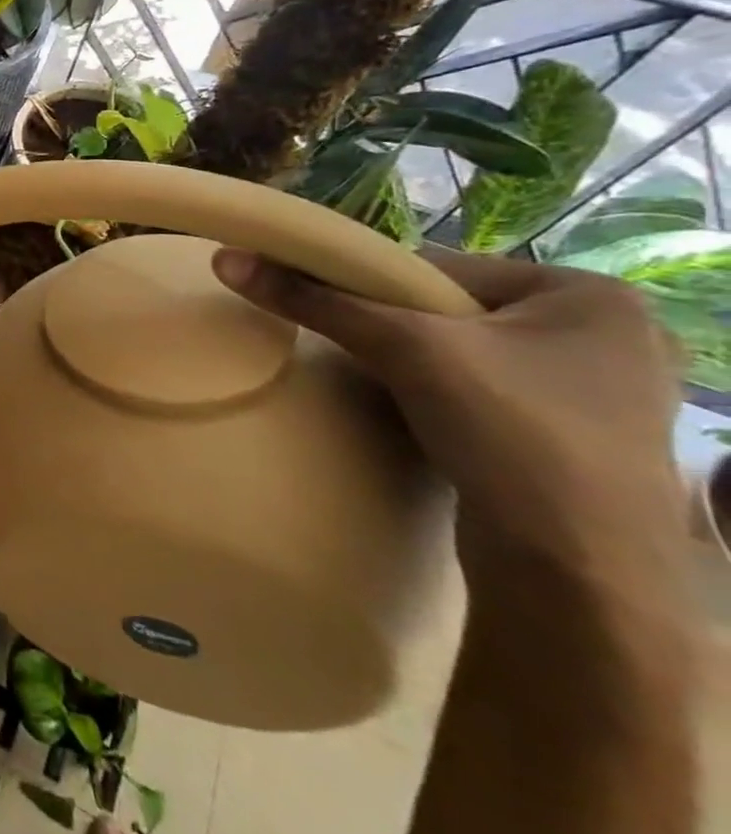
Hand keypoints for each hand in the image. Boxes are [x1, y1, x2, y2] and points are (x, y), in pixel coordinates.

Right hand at [212, 245, 688, 585]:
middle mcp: (608, 334)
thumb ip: (314, 300)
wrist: (579, 574)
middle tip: (350, 349)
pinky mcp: (578, 440)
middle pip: (450, 310)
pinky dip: (441, 396)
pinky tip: (418, 414)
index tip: (320, 306)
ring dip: (413, 364)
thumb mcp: (403, 349)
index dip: (369, 285)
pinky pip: (484, 392)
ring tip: (379, 383)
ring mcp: (600, 392)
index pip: (439, 268)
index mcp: (588, 294)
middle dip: (394, 328)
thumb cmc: (513, 433)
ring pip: (464, 353)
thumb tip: (225, 259)